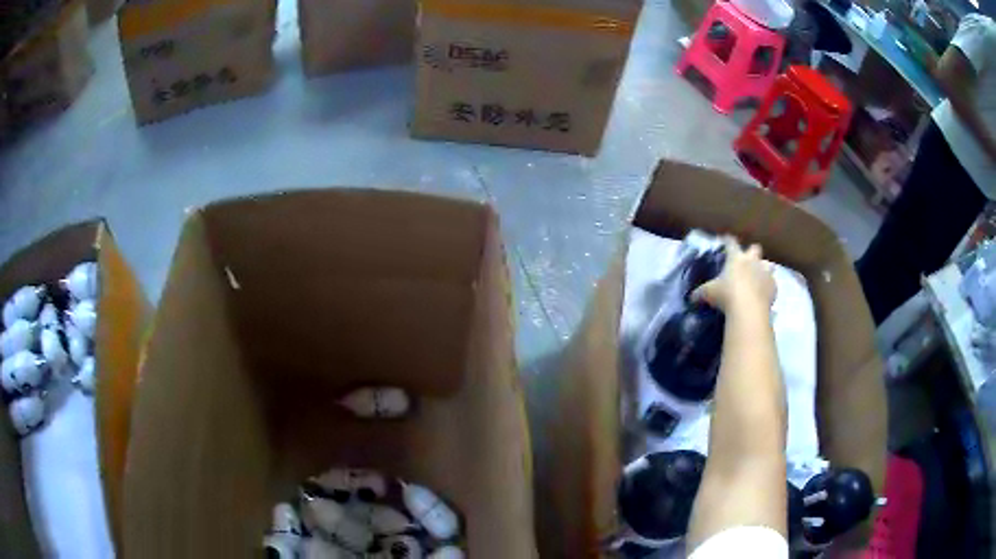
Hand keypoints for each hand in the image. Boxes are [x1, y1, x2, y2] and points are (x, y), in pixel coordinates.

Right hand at [691, 237, 775, 311]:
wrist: (749, 309)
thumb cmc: (727, 295)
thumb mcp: (708, 293)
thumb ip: (700, 293)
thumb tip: (691, 297)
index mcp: (736, 258)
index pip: (731, 243)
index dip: (728, 240)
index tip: (726, 239)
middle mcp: (752, 261)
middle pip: (755, 248)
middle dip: (752, 252)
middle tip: (747, 261)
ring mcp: (765, 273)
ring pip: (769, 265)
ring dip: (764, 269)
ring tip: (759, 277)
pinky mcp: (774, 287)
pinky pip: (773, 284)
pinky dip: (768, 288)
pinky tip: (764, 295)